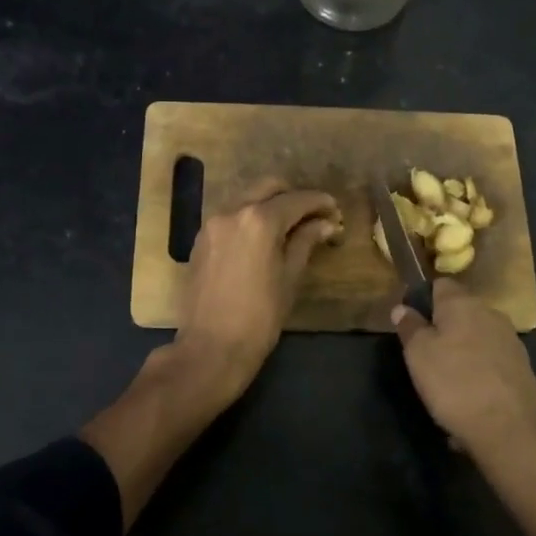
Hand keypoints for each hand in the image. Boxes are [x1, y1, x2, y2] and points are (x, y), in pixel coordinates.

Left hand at [178, 178, 341, 398]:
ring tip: (290, 228)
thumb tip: (325, 224)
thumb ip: (305, 242)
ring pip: (247, 199)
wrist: (211, 347)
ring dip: (270, 205)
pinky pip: (230, 216)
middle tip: (314, 216)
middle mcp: (232, 212)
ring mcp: (212, 224)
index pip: (297, 199)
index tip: (335, 211)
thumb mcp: (289, 278)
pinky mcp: (200, 239)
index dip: (320, 203)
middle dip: (294, 196)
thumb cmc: (259, 317)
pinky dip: (250, 218)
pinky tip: (263, 239)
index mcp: (259, 220)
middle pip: (269, 188)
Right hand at [392, 280, 535, 498]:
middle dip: (444, 329)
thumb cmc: (455, 383)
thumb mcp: (418, 354)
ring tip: (446, 385)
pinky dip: (479, 377)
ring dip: (462, 355)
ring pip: (477, 340)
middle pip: (461, 313)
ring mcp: (511, 342)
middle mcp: (491, 314)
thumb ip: (410, 327)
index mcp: (463, 304)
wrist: (511, 430)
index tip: (410, 322)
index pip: (440, 285)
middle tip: (425, 357)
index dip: (423, 299)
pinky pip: (491, 366)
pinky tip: (469, 402)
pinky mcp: (523, 370)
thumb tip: (403, 307)